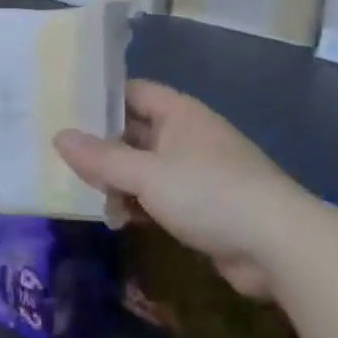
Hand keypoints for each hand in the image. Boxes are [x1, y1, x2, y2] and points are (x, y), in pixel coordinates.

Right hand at [54, 80, 307, 297]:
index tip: (62, 111)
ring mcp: (197, 171)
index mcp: (178, 113)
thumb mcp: (147, 174)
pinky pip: (161, 195)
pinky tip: (118, 219)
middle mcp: (187, 135)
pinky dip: (139, 204)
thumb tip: (58, 136)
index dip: (99, 99)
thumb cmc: (209, 193)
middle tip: (61, 158)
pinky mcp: (204, 205)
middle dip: (102, 147)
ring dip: (119, 181)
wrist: (279, 245)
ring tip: (85, 194)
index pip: (131, 92)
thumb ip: (101, 158)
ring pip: (145, 167)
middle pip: (135, 131)